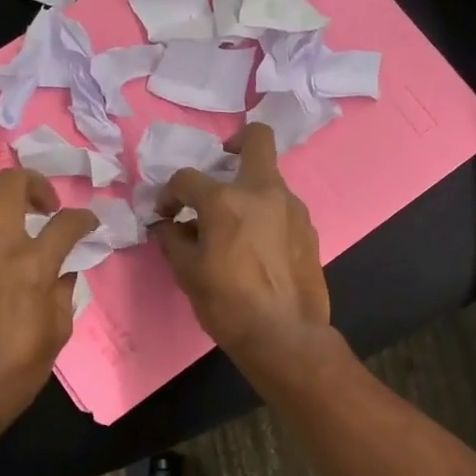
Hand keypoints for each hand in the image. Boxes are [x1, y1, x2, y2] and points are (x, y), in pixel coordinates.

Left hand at [0, 169, 99, 437]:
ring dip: (7, 198)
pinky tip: (4, 251)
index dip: (85, 218)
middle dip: (37, 183)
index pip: (65, 222)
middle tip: (49, 207)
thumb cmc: (15, 371)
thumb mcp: (56, 333)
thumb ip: (63, 291)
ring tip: (24, 221)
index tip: (90, 225)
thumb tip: (63, 270)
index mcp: (32, 266)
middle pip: (11, 183)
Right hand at [154, 123, 330, 356]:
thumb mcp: (188, 273)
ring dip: (248, 190)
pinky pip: (282, 208)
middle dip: (236, 142)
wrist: (285, 336)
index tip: (166, 214)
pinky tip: (257, 247)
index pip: (187, 178)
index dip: (169, 193)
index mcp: (226, 200)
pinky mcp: (309, 228)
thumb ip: (173, 239)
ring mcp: (292, 208)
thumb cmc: (228, 304)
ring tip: (234, 225)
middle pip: (256, 139)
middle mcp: (264, 192)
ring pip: (269, 179)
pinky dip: (265, 215)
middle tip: (221, 166)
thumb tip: (167, 224)